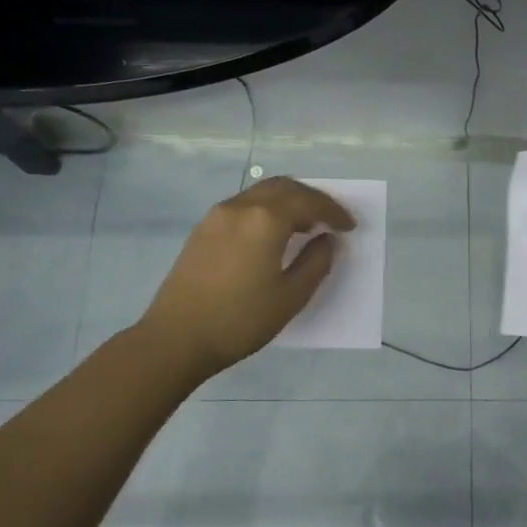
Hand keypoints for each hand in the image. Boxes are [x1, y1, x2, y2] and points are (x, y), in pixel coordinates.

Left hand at [136, 177, 354, 383]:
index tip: (349, 227)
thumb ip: (315, 263)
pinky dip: (266, 210)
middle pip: (284, 187)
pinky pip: (243, 206)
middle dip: (311, 199)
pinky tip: (273, 235)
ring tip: (305, 226)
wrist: (176, 338)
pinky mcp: (203, 230)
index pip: (308, 202)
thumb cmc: (240, 320)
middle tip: (330, 219)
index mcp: (265, 220)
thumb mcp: (290, 297)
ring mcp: (217, 216)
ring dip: (288, 202)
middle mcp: (240, 207)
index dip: (333, 211)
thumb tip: (326, 240)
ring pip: (261, 193)